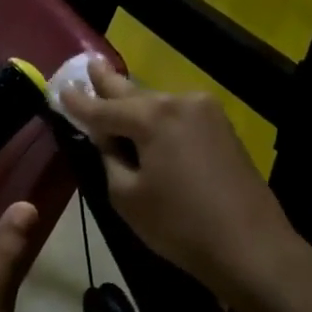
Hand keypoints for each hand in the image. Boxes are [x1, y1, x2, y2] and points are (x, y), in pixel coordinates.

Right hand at [59, 58, 303, 304]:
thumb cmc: (179, 226)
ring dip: (133, 102)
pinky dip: (157, 116)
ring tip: (110, 88)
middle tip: (88, 65)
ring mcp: (206, 112)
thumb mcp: (127, 196)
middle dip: (108, 83)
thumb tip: (108, 139)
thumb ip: (110, 158)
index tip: (60, 89)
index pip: (103, 108)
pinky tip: (144, 117)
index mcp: (153, 117)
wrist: (251, 246)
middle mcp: (180, 102)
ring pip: (157, 103)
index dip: (78, 102)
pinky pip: (177, 115)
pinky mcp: (222, 128)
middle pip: (133, 93)